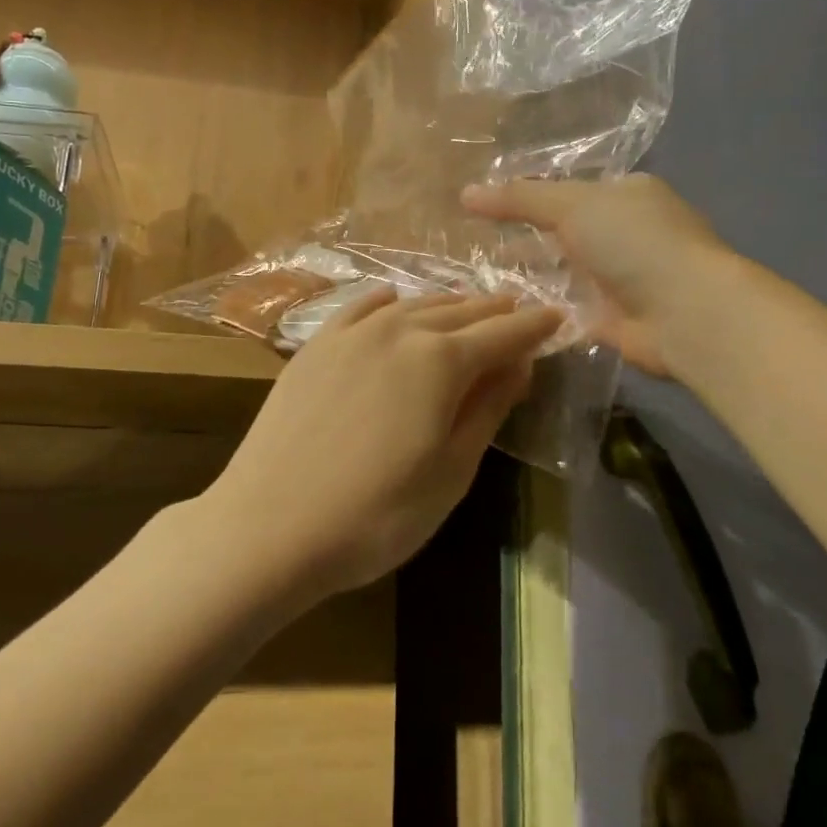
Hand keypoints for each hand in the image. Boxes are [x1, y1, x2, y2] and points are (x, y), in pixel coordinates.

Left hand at [207, 289, 563, 599]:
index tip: (557, 317)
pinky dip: (388, 301)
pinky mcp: (315, 346)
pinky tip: (394, 300)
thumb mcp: (451, 472)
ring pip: (413, 305)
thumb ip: (488, 409)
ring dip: (447, 304)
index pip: (502, 334)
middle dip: (494, 311)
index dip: (534, 326)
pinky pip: (361, 308)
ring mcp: (351, 334)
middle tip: (518, 311)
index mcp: (440, 361)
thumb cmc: (376, 514)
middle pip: (459, 312)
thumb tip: (518, 364)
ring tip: (468, 307)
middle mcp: (398, 330)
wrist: (268, 526)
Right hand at [461, 175, 723, 375]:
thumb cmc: (633, 242)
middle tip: (472, 244)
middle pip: (563, 232)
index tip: (484, 207)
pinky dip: (539, 308)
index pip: (568, 190)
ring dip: (528, 274)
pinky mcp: (611, 319)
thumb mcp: (571, 206)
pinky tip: (501, 310)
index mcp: (625, 195)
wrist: (685, 313)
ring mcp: (620, 278)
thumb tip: (467, 192)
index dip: (527, 196)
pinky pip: (566, 309)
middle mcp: (625, 233)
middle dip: (523, 238)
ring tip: (476, 277)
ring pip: (562, 272)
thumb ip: (519, 198)